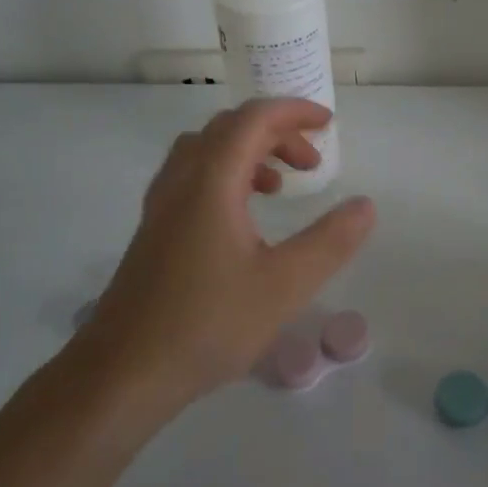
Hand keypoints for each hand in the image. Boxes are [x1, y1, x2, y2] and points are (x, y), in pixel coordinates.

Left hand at [75, 99, 375, 410]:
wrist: (122, 375)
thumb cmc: (207, 324)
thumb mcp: (284, 286)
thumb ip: (330, 242)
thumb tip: (365, 205)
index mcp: (211, 182)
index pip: (253, 119)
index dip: (293, 112)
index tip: (328, 125)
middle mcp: (181, 181)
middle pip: (229, 128)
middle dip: (276, 132)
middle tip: (311, 162)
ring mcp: (161, 206)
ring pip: (205, 151)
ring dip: (248, 152)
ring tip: (279, 186)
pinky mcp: (153, 231)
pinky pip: (190, 177)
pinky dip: (224, 175)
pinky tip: (241, 219)